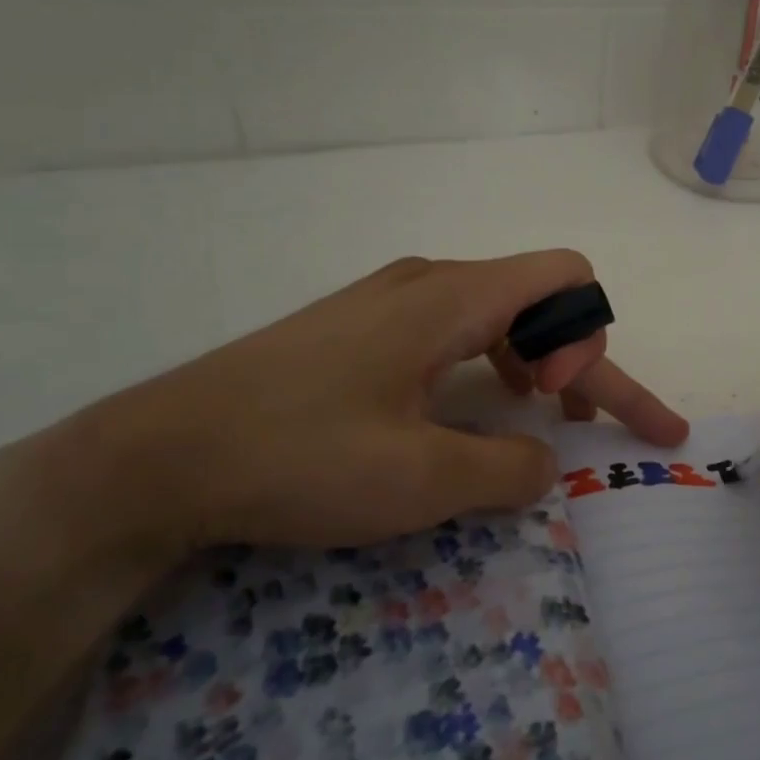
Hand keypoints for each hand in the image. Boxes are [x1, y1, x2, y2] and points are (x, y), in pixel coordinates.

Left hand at [30, 251, 688, 565]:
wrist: (156, 456)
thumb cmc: (297, 456)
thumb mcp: (420, 481)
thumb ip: (509, 468)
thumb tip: (545, 460)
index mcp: (452, 297)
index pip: (567, 278)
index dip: (589, 338)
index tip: (558, 404)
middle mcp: (429, 282)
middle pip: (540, 301)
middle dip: (585, 361)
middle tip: (603, 425)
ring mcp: (390, 302)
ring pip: (498, 315)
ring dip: (539, 362)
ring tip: (546, 414)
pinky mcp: (362, 329)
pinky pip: (455, 329)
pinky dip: (492, 364)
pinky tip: (477, 407)